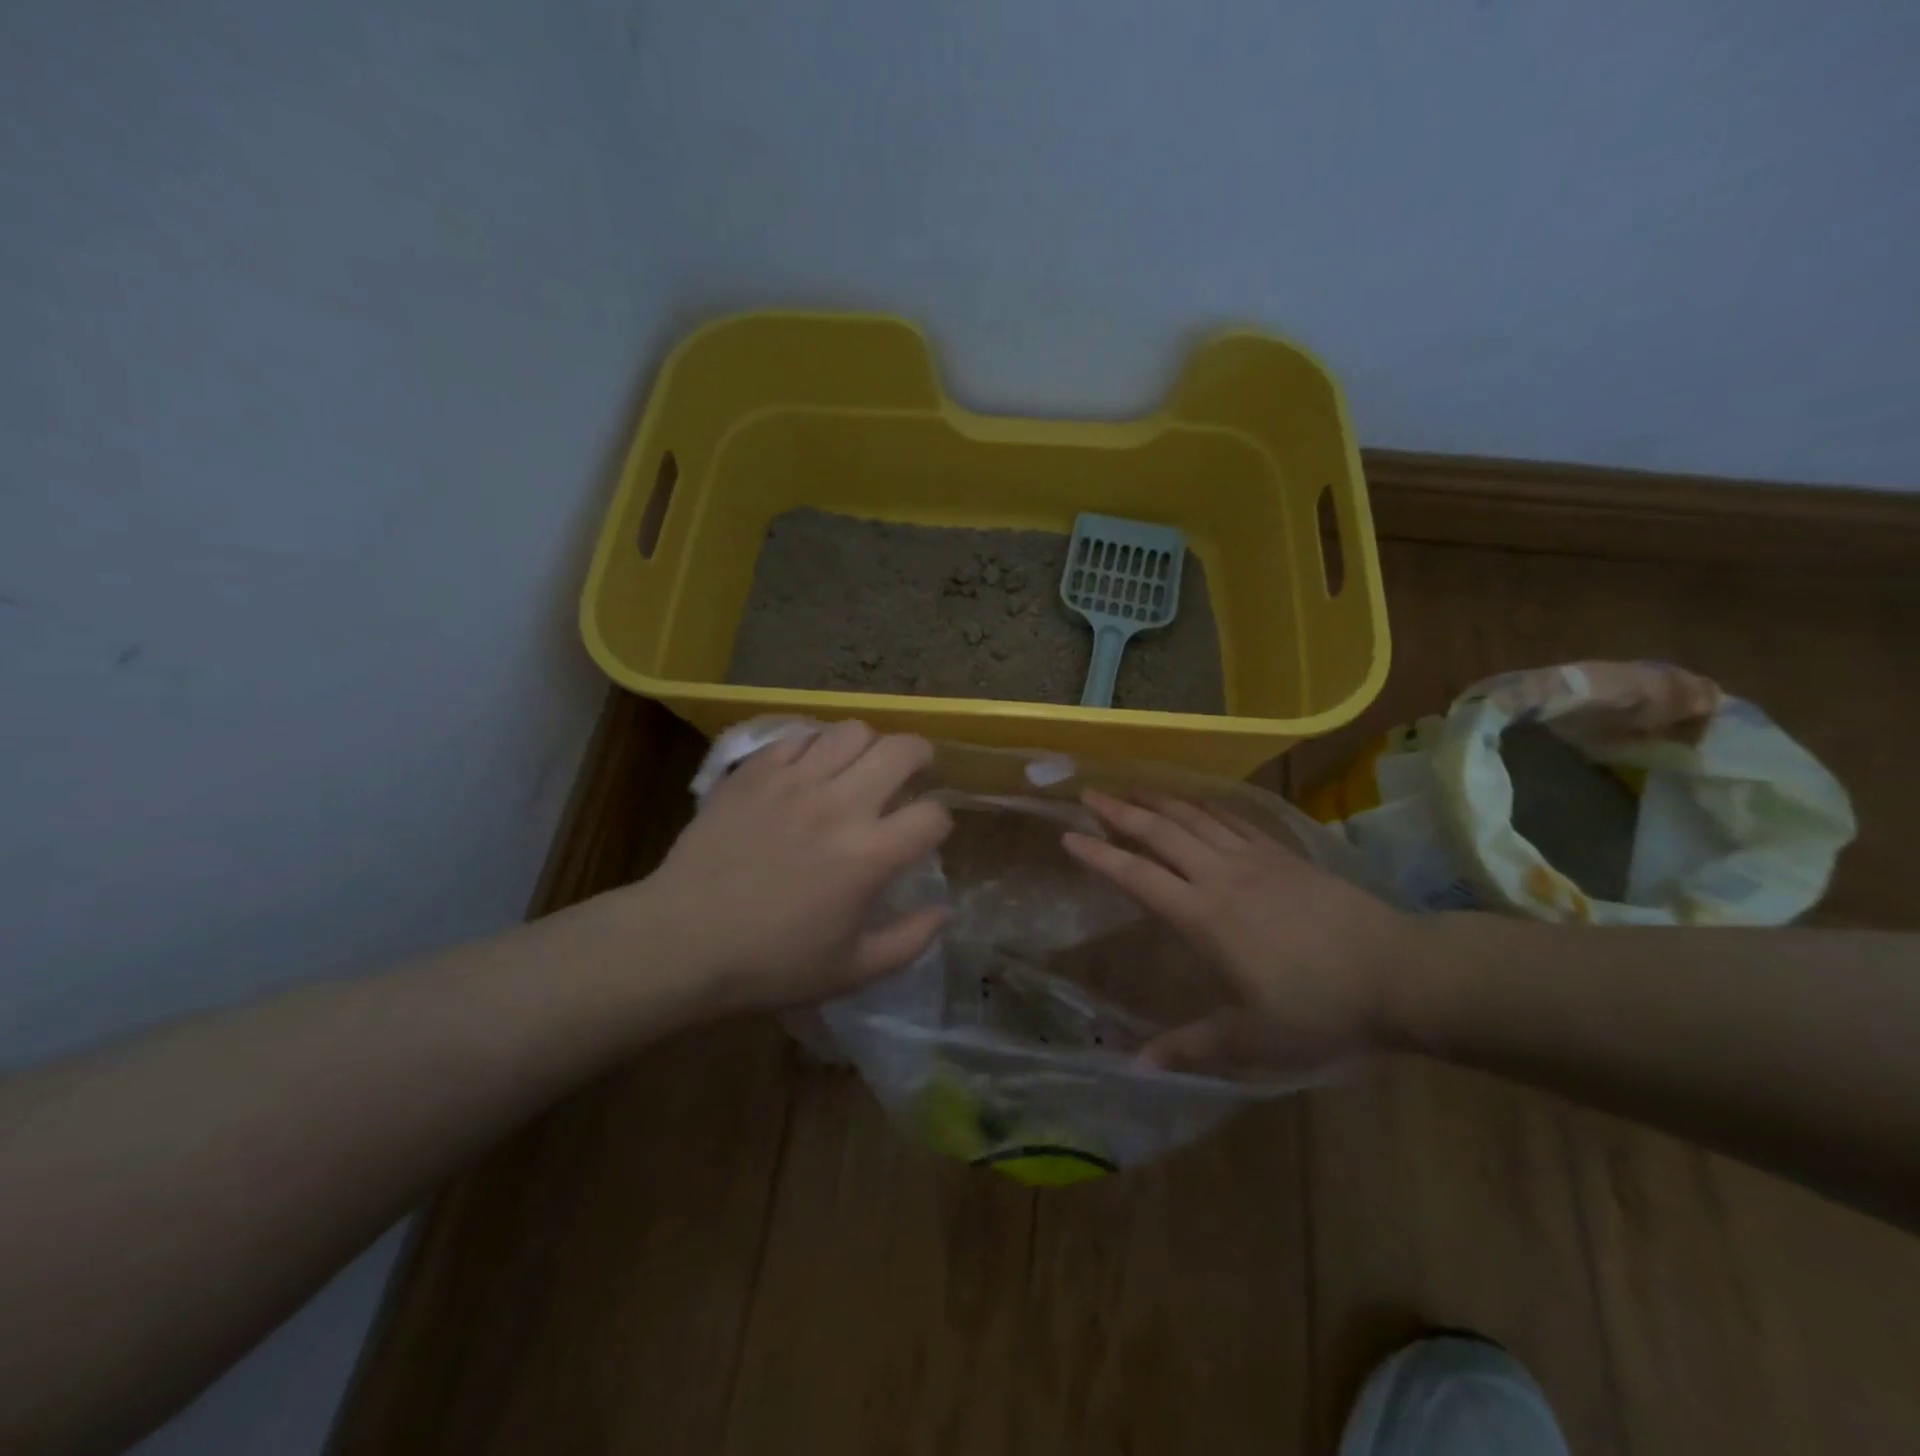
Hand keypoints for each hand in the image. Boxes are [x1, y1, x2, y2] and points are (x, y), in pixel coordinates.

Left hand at [639, 721, 952, 1013]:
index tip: (926, 834)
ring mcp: (793, 781)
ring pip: (852, 731)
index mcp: (869, 856)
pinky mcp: (755, 772)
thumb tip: (946, 911)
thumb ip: (910, 940)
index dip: (939, 822)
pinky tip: (810, 768)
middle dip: (920, 756)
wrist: (682, 941)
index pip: (932, 815)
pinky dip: (817, 745)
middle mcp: (839, 806)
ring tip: (860, 764)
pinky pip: (800, 736)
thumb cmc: (771, 963)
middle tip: (913, 770)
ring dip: (869, 745)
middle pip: (902, 750)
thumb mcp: (852, 971)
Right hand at [1062, 790, 1409, 1075]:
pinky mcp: (1283, 855)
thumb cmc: (1320, 1008)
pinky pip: (1234, 820)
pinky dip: (1206, 807)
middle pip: (1159, 833)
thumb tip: (1137, 1067)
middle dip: (1120, 812)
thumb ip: (1193, 1046)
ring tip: (1133, 789)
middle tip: (1089, 793)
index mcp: (1203, 916)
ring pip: (1194, 819)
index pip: (1137, 876)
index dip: (1099, 855)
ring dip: (1159, 802)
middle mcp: (1220, 876)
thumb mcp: (1253, 1039)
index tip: (1068, 836)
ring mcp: (1254, 859)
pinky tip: (1197, 803)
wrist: (1399, 972)